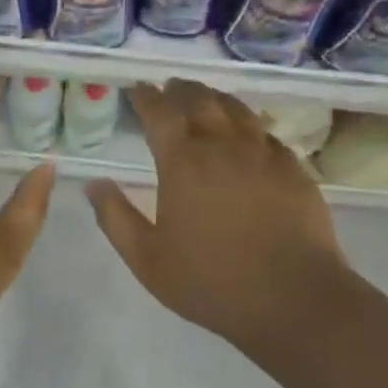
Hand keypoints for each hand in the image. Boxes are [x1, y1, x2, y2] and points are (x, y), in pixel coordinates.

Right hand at [86, 81, 353, 353]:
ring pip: (236, 109)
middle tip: (170, 88)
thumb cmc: (212, 281)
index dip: (146, 97)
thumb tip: (93, 182)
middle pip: (199, 100)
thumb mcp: (147, 259)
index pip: (159, 112)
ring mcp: (262, 153)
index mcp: (182, 162)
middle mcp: (222, 145)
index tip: (138, 88)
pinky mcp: (293, 168)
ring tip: (206, 98)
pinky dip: (249, 124)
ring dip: (215, 98)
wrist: (294, 299)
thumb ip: (115, 218)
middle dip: (180, 90)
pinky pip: (266, 133)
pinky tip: (248, 134)